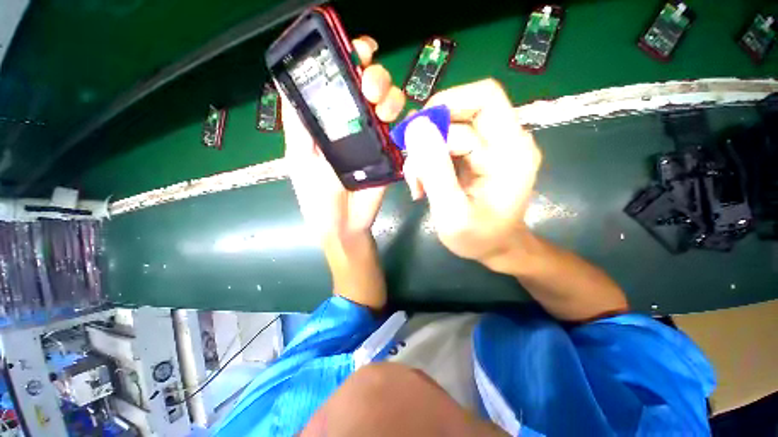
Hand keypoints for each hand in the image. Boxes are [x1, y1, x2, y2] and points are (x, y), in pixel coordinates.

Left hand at [282, 36, 405, 244]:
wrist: (346, 225)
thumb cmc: (318, 199)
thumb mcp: (300, 161)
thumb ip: (299, 127)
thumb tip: (292, 86)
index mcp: (327, 123)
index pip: (337, 82)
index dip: (345, 61)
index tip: (354, 52)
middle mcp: (352, 125)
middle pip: (366, 86)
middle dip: (371, 75)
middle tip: (370, 87)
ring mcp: (374, 139)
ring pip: (387, 103)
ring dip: (388, 96)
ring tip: (382, 108)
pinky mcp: (390, 154)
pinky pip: (401, 129)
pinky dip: (404, 119)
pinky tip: (399, 121)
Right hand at [402, 79, 541, 271]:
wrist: (494, 248)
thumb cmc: (479, 237)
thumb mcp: (453, 213)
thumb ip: (436, 172)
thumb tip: (416, 127)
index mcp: (511, 150)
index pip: (485, 98)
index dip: (448, 102)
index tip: (418, 129)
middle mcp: (504, 141)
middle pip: (460, 115)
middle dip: (428, 139)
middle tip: (412, 170)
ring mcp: (489, 149)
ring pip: (447, 132)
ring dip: (425, 156)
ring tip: (416, 185)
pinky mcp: (475, 158)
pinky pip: (445, 147)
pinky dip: (428, 162)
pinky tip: (423, 184)